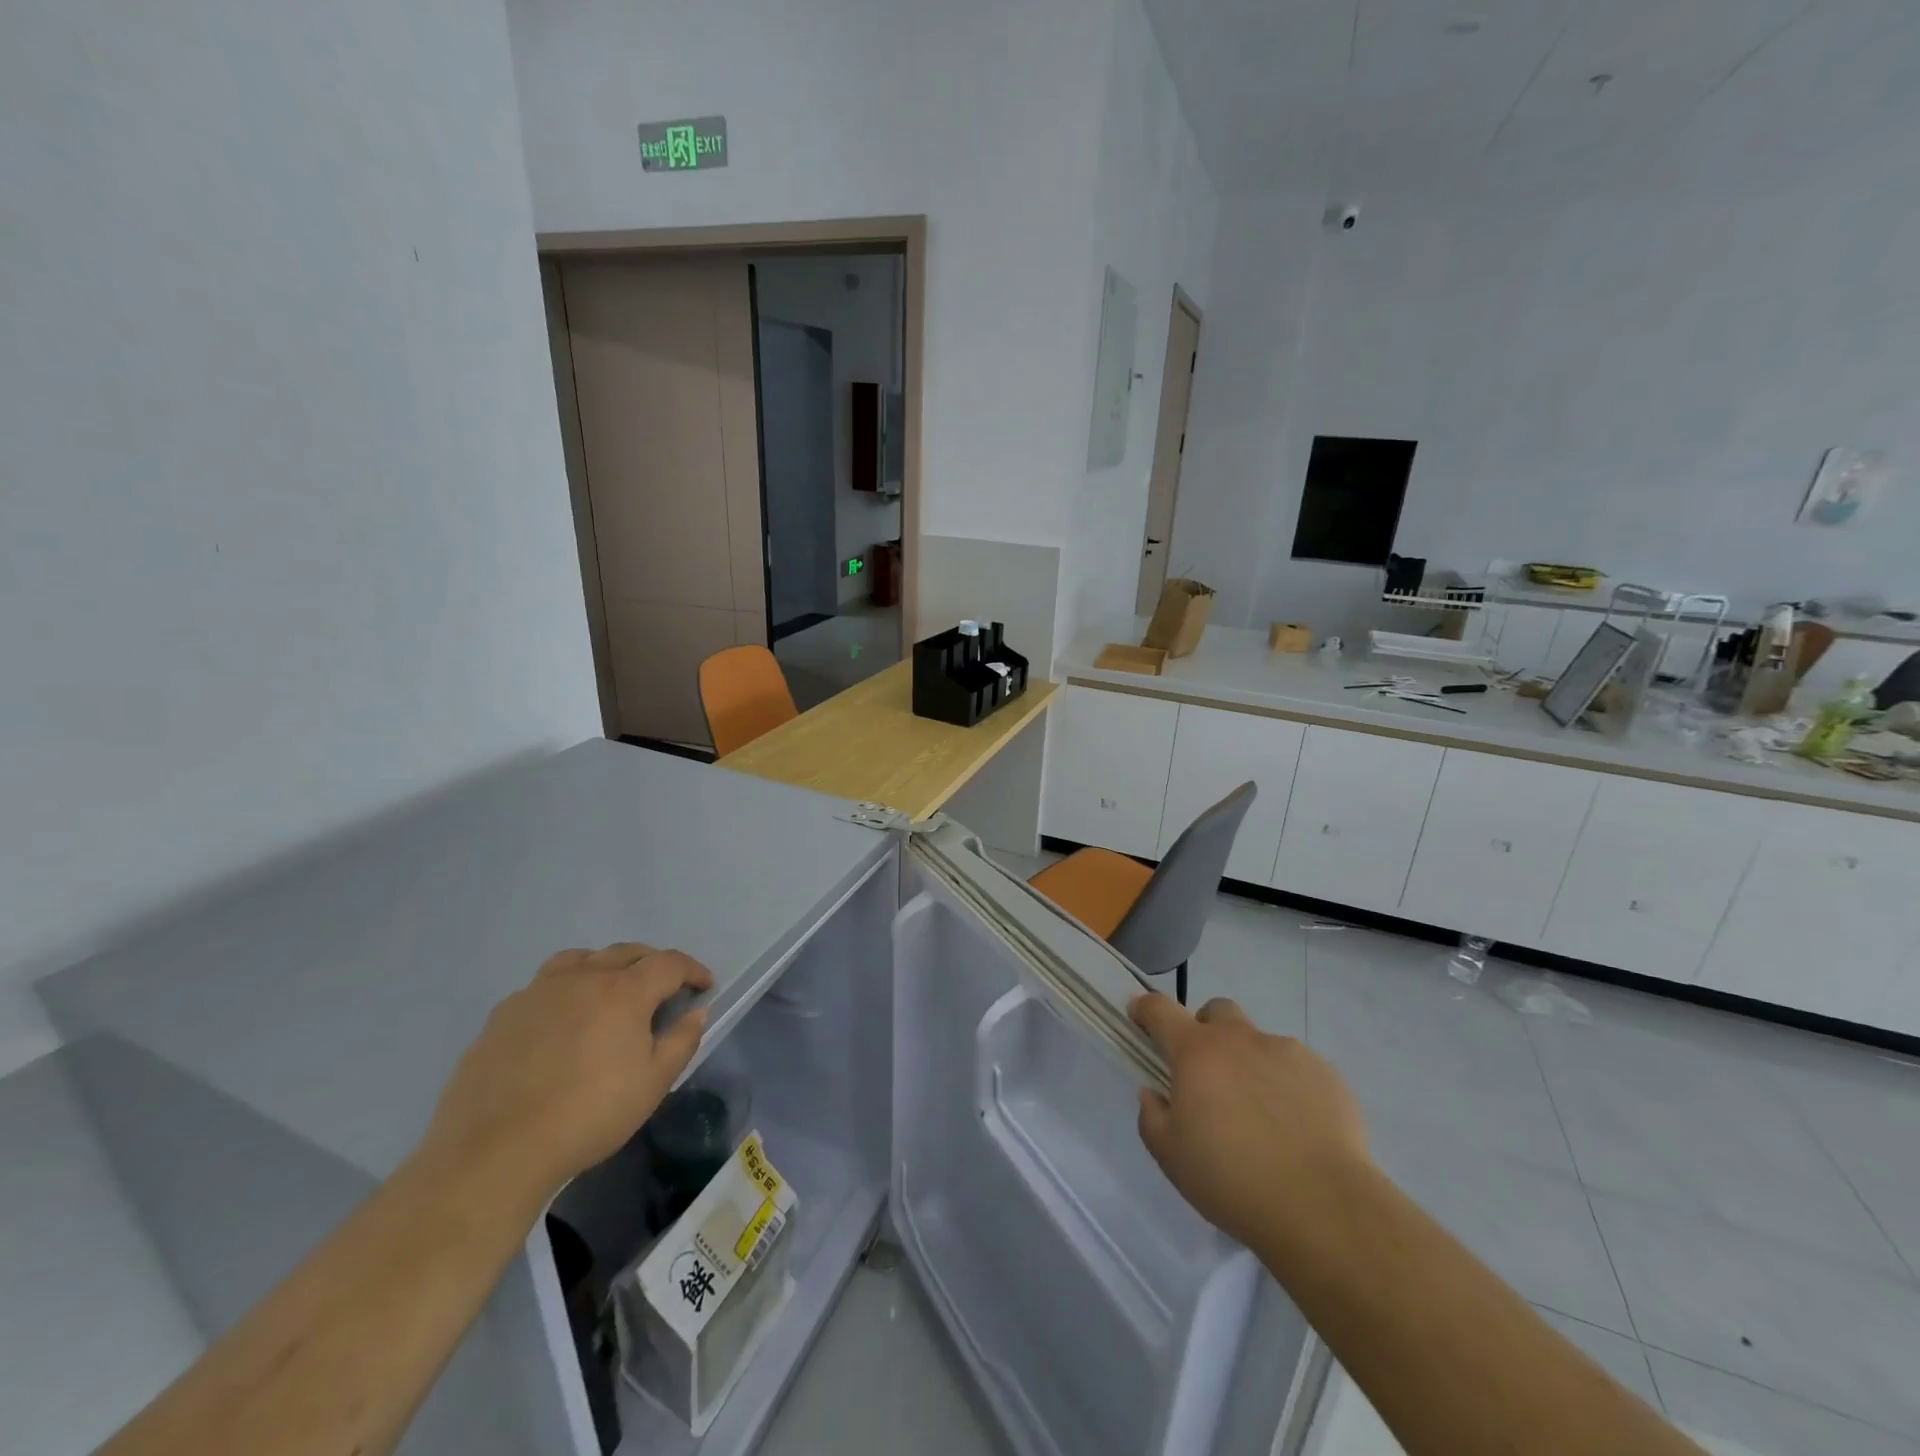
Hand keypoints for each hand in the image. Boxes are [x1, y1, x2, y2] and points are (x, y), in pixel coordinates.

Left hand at [422, 944, 713, 1198]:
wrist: (495, 1152)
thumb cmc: (588, 1116)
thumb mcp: (653, 1084)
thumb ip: (682, 1040)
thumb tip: (696, 1011)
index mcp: (624, 991)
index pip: (669, 963)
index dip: (692, 970)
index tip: (704, 986)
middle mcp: (583, 978)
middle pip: (627, 952)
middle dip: (653, 963)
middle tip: (664, 987)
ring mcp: (538, 992)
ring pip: (581, 959)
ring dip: (605, 966)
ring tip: (610, 990)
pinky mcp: (503, 1014)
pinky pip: (543, 986)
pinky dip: (565, 990)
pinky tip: (561, 1021)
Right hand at [1130, 993, 1368, 1253]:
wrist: (1323, 1207)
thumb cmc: (1233, 1180)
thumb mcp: (1171, 1157)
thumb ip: (1153, 1116)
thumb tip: (1155, 1093)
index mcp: (1197, 1052)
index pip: (1159, 1009)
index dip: (1145, 1008)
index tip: (1140, 1016)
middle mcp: (1240, 1039)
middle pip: (1217, 1011)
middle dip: (1207, 1030)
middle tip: (1209, 1073)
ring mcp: (1287, 1052)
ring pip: (1260, 1044)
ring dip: (1251, 1065)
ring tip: (1262, 1118)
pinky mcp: (1327, 1075)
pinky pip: (1298, 1071)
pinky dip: (1289, 1089)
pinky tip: (1297, 1131)